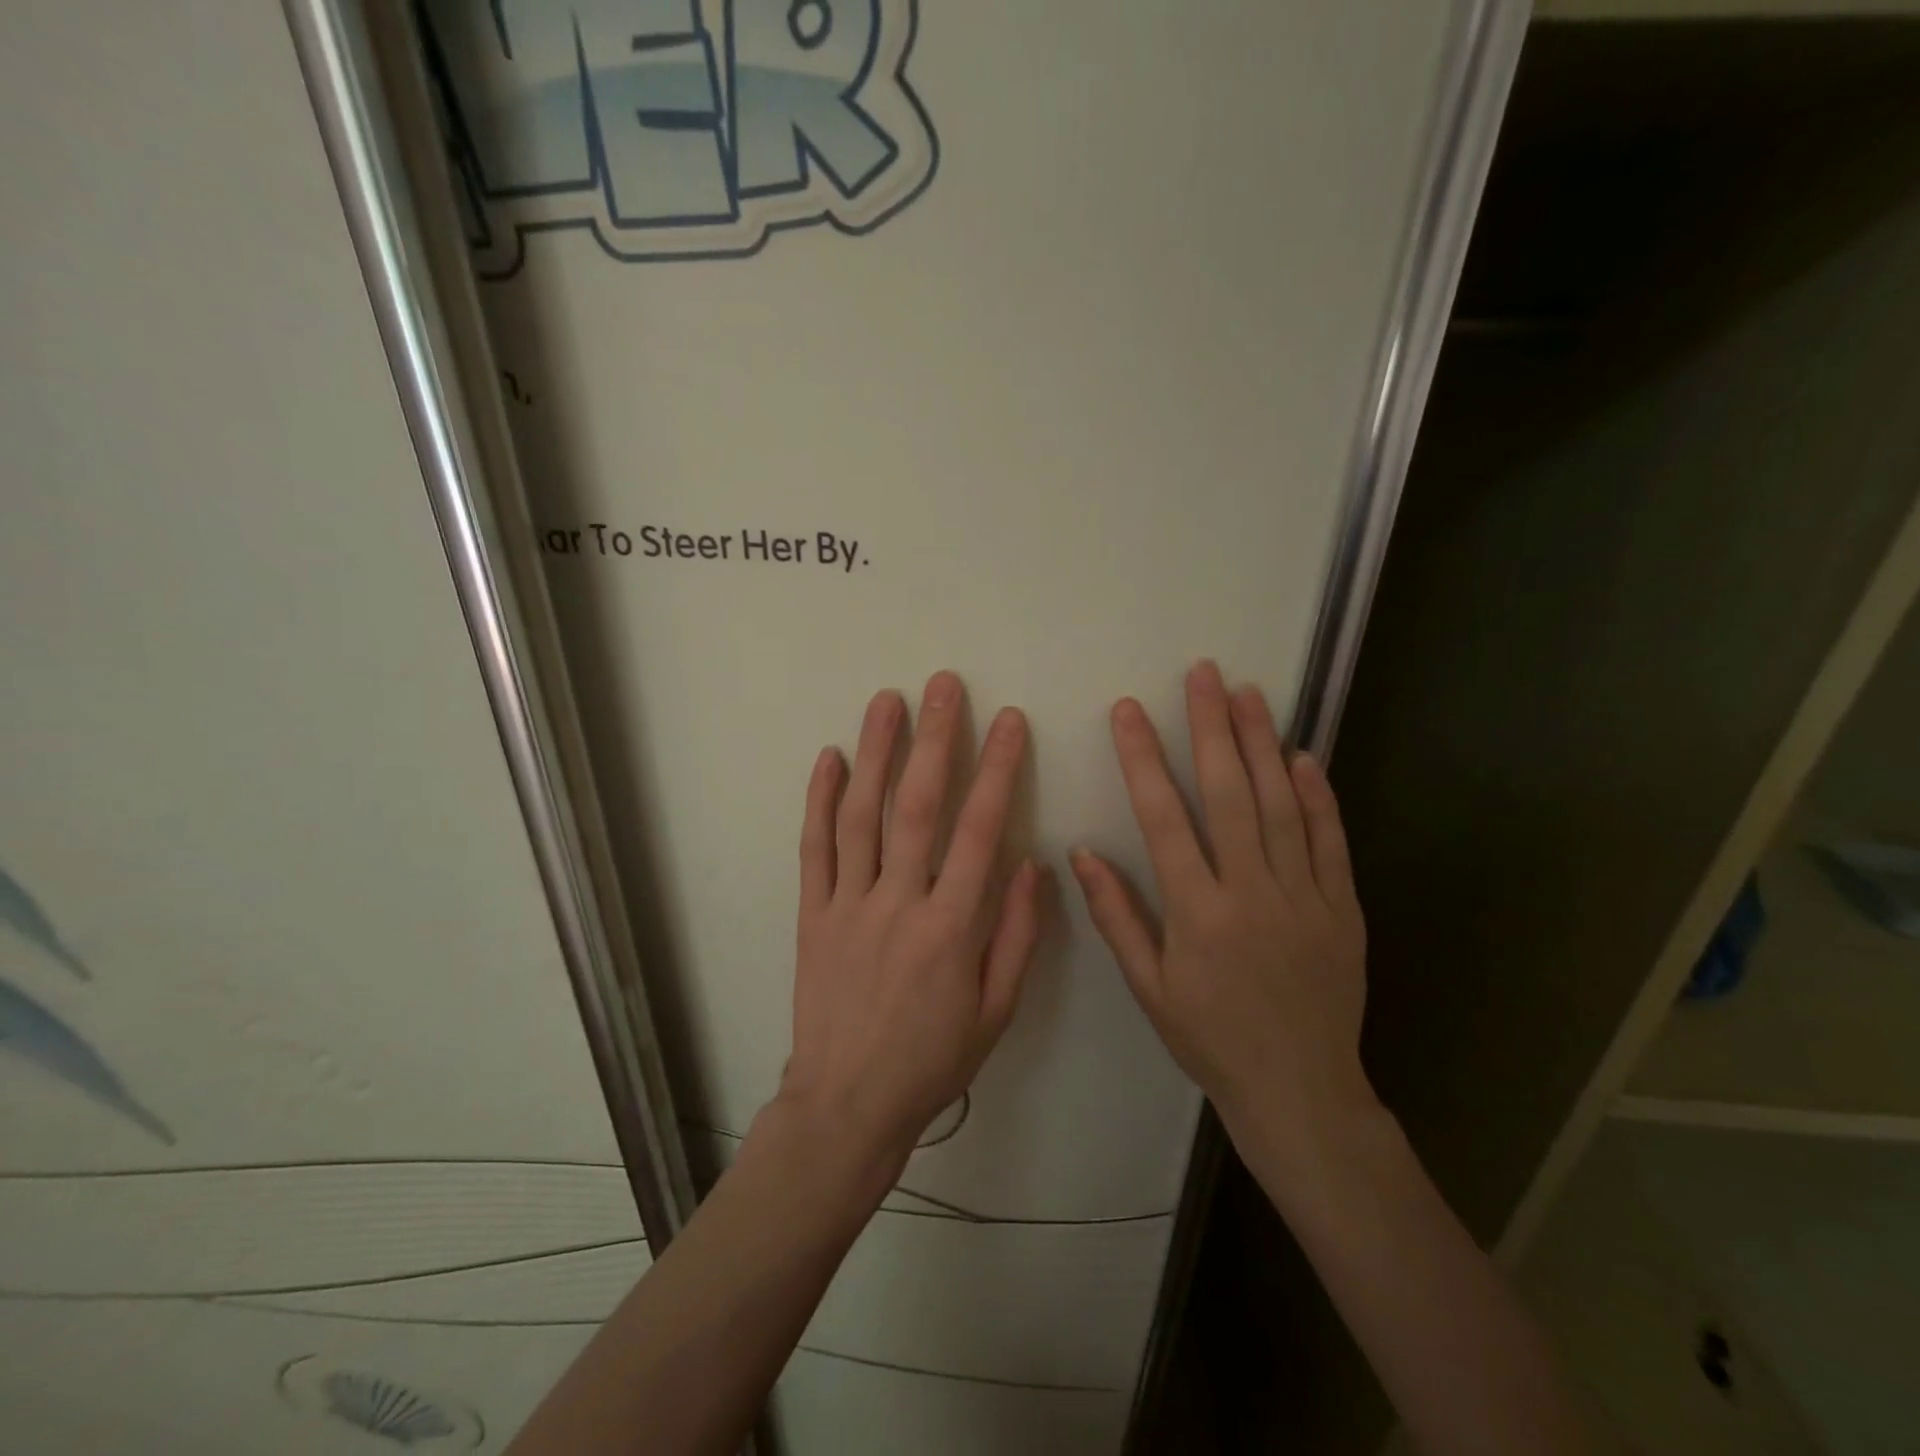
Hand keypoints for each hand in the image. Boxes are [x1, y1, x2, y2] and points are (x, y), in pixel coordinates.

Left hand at [775, 671, 1045, 1176]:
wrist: (846, 1104)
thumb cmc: (931, 1061)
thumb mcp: (996, 1012)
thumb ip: (1016, 935)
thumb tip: (1030, 864)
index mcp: (950, 929)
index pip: (979, 831)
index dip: (997, 770)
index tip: (1008, 721)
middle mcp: (897, 904)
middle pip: (916, 807)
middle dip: (934, 740)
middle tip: (943, 686)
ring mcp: (847, 905)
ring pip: (860, 815)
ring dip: (874, 752)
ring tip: (886, 701)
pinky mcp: (811, 914)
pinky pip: (813, 849)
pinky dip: (819, 800)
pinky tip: (828, 757)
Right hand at [1071, 660, 1376, 1180]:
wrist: (1300, 1090)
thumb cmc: (1210, 1038)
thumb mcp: (1148, 987)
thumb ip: (1116, 916)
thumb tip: (1082, 853)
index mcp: (1197, 912)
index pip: (1163, 818)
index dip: (1142, 759)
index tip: (1128, 712)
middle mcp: (1251, 892)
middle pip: (1228, 794)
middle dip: (1211, 728)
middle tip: (1203, 674)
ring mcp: (1304, 896)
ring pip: (1280, 805)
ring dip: (1262, 744)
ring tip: (1249, 693)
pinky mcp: (1342, 907)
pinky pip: (1330, 841)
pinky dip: (1318, 796)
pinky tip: (1303, 756)